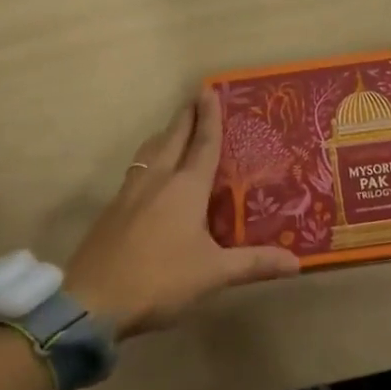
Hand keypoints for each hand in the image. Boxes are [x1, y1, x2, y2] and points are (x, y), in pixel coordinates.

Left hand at [64, 90, 299, 338]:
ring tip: (173, 129)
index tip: (209, 89)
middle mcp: (158, 179)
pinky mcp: (112, 209)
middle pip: (173, 136)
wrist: (93, 300)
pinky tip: (149, 174)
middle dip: (186, 115)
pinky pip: (136, 170)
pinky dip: (149, 159)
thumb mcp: (213, 274)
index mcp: (186, 186)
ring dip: (165, 134)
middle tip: (195, 97)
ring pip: (150, 151)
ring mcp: (130, 192)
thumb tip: (297, 262)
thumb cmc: (160, 279)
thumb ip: (254, 264)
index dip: (209, 116)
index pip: (203, 142)